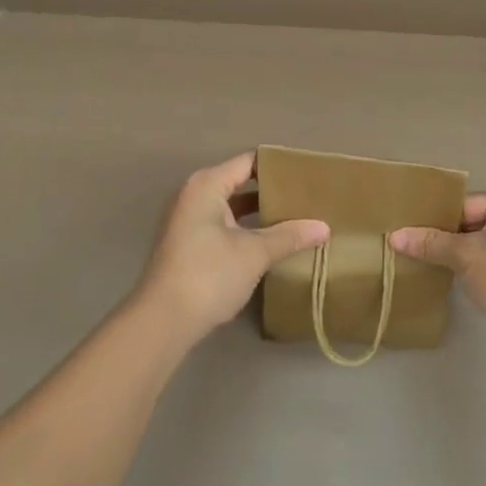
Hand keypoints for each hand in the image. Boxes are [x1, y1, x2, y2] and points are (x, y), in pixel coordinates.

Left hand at [135, 151, 329, 345]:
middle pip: (240, 182)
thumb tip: (324, 227)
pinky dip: (245, 228)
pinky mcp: (187, 244)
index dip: (278, 166)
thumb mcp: (254, 253)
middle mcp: (193, 195)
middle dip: (272, 191)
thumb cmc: (208, 275)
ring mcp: (187, 220)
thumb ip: (289, 236)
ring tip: (295, 218)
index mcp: (207, 185)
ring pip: (231, 207)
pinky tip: (270, 241)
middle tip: (307, 197)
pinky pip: (223, 224)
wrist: (161, 322)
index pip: (249, 162)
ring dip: (259, 213)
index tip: (307, 174)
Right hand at [391, 189, 485, 345]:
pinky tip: (447, 277)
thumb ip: (431, 243)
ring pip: (477, 243)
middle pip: (469, 222)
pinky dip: (470, 268)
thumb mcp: (466, 256)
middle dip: (442, 237)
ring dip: (455, 254)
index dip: (434, 218)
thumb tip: (394, 236)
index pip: (463, 204)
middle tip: (406, 246)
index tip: (404, 228)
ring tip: (421, 261)